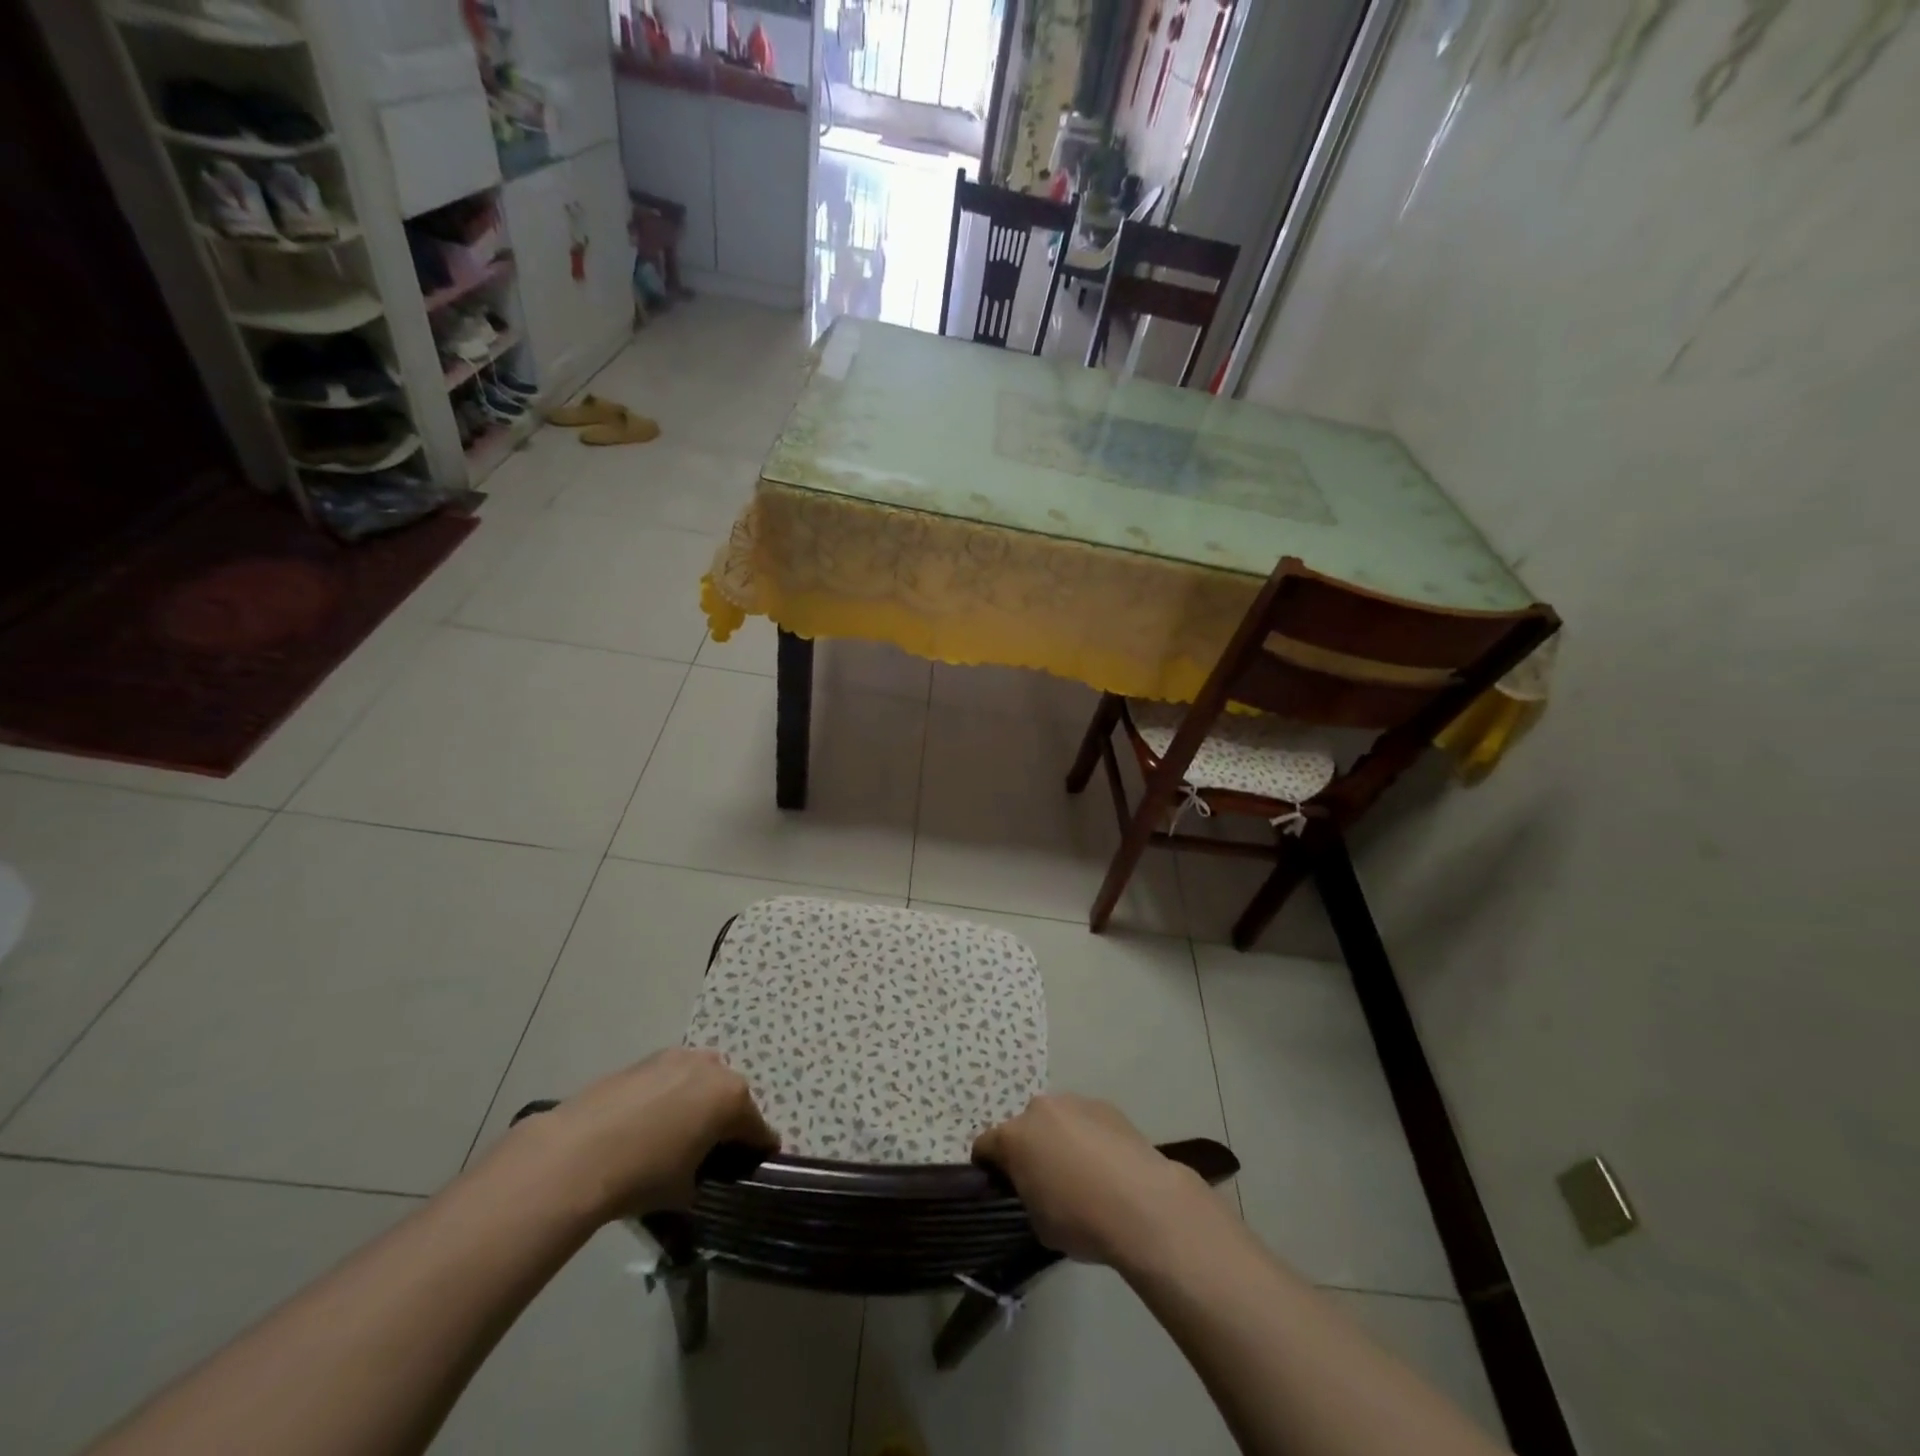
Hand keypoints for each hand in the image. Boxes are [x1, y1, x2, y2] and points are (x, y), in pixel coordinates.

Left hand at [529, 1049, 777, 1221]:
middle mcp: (713, 1068)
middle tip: (710, 1151)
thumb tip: (697, 1174)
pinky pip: (670, 1078)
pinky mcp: (646, 1059)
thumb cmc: (644, 1174)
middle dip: (726, 1121)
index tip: (754, 1166)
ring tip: (675, 1134)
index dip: (758, 1150)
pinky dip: (668, 1096)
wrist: (577, 1153)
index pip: (758, 1128)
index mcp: (732, 1098)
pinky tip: (646, 1124)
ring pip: (700, 1081)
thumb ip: (705, 1176)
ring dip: (697, 1102)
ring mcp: (678, 1057)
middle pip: (730, 1097)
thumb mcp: (686, 1191)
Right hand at [973, 1094, 1211, 1266]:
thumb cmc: (1081, 1219)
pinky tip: (1108, 1167)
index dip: (989, 1167)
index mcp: (1014, 1137)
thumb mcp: (1038, 1223)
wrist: (1143, 1204)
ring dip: (1060, 1140)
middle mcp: (1040, 1109)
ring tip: (1083, 1174)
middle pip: (1024, 1127)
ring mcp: (1075, 1103)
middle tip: (1045, 1181)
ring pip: (1057, 1120)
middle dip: (1029, 1149)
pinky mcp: (1107, 1105)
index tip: (1001, 1186)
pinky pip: (1087, 1121)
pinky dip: (1089, 1138)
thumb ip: (1027, 1196)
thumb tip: (1036, 1189)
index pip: (985, 1146)